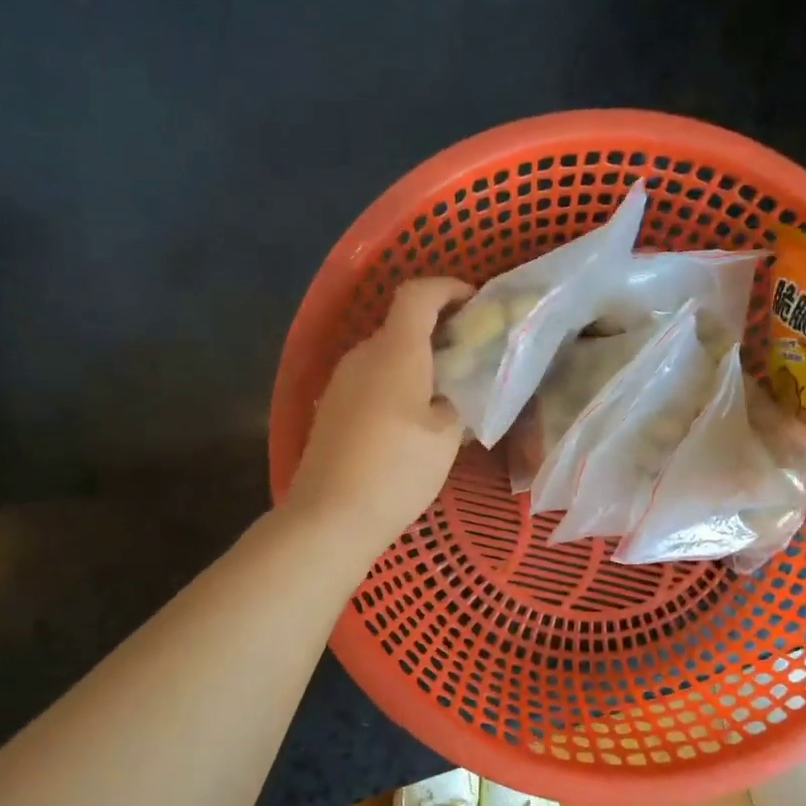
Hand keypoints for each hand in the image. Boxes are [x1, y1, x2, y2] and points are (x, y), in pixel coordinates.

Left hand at [286, 277, 473, 552]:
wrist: (330, 516)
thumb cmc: (396, 470)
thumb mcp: (446, 436)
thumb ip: (459, 399)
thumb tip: (458, 388)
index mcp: (395, 351)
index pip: (418, 294)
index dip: (448, 288)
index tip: (475, 304)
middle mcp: (363, 356)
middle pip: (403, 325)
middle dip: (440, 332)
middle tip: (472, 358)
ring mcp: (342, 382)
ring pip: (387, 356)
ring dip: (419, 362)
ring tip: (449, 394)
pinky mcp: (333, 409)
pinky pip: (372, 380)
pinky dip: (399, 384)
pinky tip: (415, 420)